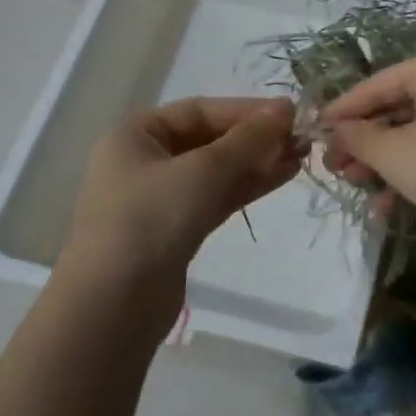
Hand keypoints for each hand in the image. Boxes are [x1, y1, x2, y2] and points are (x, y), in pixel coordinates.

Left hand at [67, 96, 305, 285]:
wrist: (113, 306)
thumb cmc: (150, 220)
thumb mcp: (202, 171)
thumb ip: (247, 139)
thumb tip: (285, 108)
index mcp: (136, 135)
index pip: (199, 111)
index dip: (246, 110)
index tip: (291, 113)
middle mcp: (145, 160)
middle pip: (209, 139)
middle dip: (255, 138)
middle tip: (303, 137)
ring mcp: (160, 198)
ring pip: (217, 170)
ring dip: (257, 162)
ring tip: (302, 155)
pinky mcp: (176, 229)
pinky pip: (216, 197)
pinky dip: (247, 186)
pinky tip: (282, 176)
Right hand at [321, 49, 415, 236]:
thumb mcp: (395, 154)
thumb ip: (358, 138)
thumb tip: (335, 130)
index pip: (375, 85)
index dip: (341, 111)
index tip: (312, 133)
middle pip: (394, 108)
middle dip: (363, 143)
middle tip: (334, 169)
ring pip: (413, 134)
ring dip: (383, 163)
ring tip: (356, 188)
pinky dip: (411, 174)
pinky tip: (387, 207)